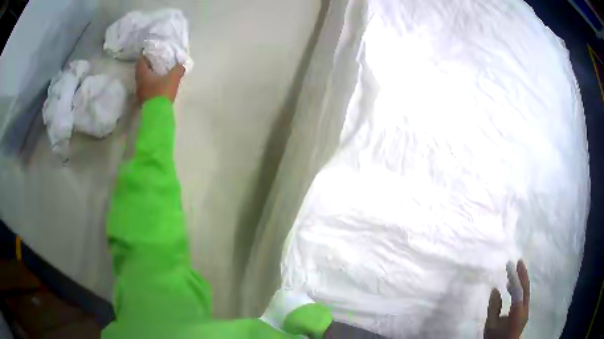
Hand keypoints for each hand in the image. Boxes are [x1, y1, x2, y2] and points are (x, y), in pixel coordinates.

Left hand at [135, 56, 184, 103]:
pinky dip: (150, 86)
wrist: (157, 114)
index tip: (150, 53)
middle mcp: (139, 82)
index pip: (140, 61)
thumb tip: (181, 65)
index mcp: (143, 74)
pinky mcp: (143, 101)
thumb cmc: (162, 92)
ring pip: (142, 81)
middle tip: (155, 62)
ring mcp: (139, 93)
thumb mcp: (173, 78)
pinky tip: (157, 86)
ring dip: (148, 77)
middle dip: (147, 66)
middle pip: (140, 71)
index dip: (144, 55)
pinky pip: (145, 89)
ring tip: (157, 74)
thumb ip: (177, 69)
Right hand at [484, 260, 529, 338]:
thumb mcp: (491, 325)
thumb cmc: (496, 338)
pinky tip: (512, 289)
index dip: (514, 276)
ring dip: (521, 281)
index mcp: (517, 312)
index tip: (509, 264)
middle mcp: (525, 309)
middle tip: (518, 261)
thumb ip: (494, 308)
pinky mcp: (523, 313)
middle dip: (523, 274)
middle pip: (526, 288)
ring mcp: (525, 311)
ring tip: (514, 272)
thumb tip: (495, 289)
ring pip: (526, 292)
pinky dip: (519, 290)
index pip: (518, 290)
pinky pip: (523, 297)